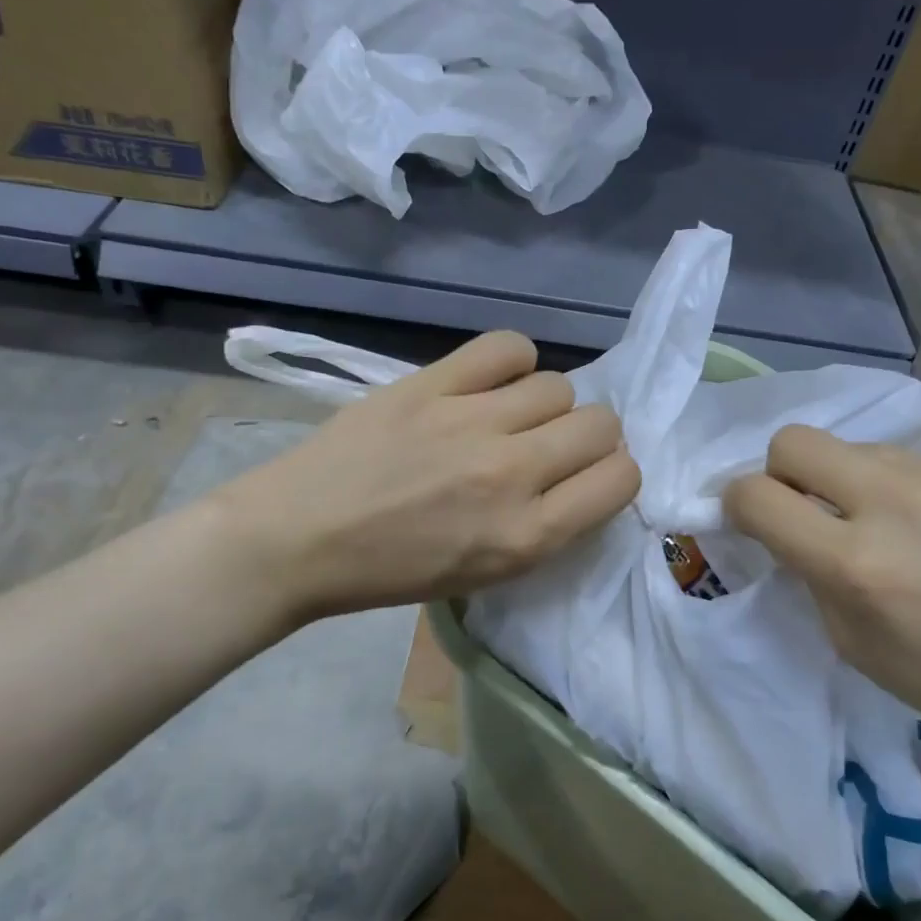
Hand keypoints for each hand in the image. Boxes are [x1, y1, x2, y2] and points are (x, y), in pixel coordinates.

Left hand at [212, 331, 639, 626]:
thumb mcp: (486, 573)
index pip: (622, 479)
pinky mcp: (431, 384)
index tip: (588, 476)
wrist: (298, 540)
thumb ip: (546, 527)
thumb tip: (583, 474)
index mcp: (526, 536)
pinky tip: (492, 381)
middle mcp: (511, 474)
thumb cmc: (393, 570)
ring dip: (546, 404)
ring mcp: (469, 422)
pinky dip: (512, 361)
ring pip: (559, 385)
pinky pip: (507, 347)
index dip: (614, 474)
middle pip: (600, 424)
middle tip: (552, 446)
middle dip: (590, 437)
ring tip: (510, 416)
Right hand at [723, 425, 920, 753]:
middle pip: (792, 440)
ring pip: (848, 447)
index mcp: (855, 563)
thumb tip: (787, 530)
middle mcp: (890, 502)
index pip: (756, 496)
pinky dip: (889, 486)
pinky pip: (898, 459)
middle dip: (780, 473)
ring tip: (879, 525)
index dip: (736, 504)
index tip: (750, 522)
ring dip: (840, 481)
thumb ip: (810, 575)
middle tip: (806, 512)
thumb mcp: (854, 644)